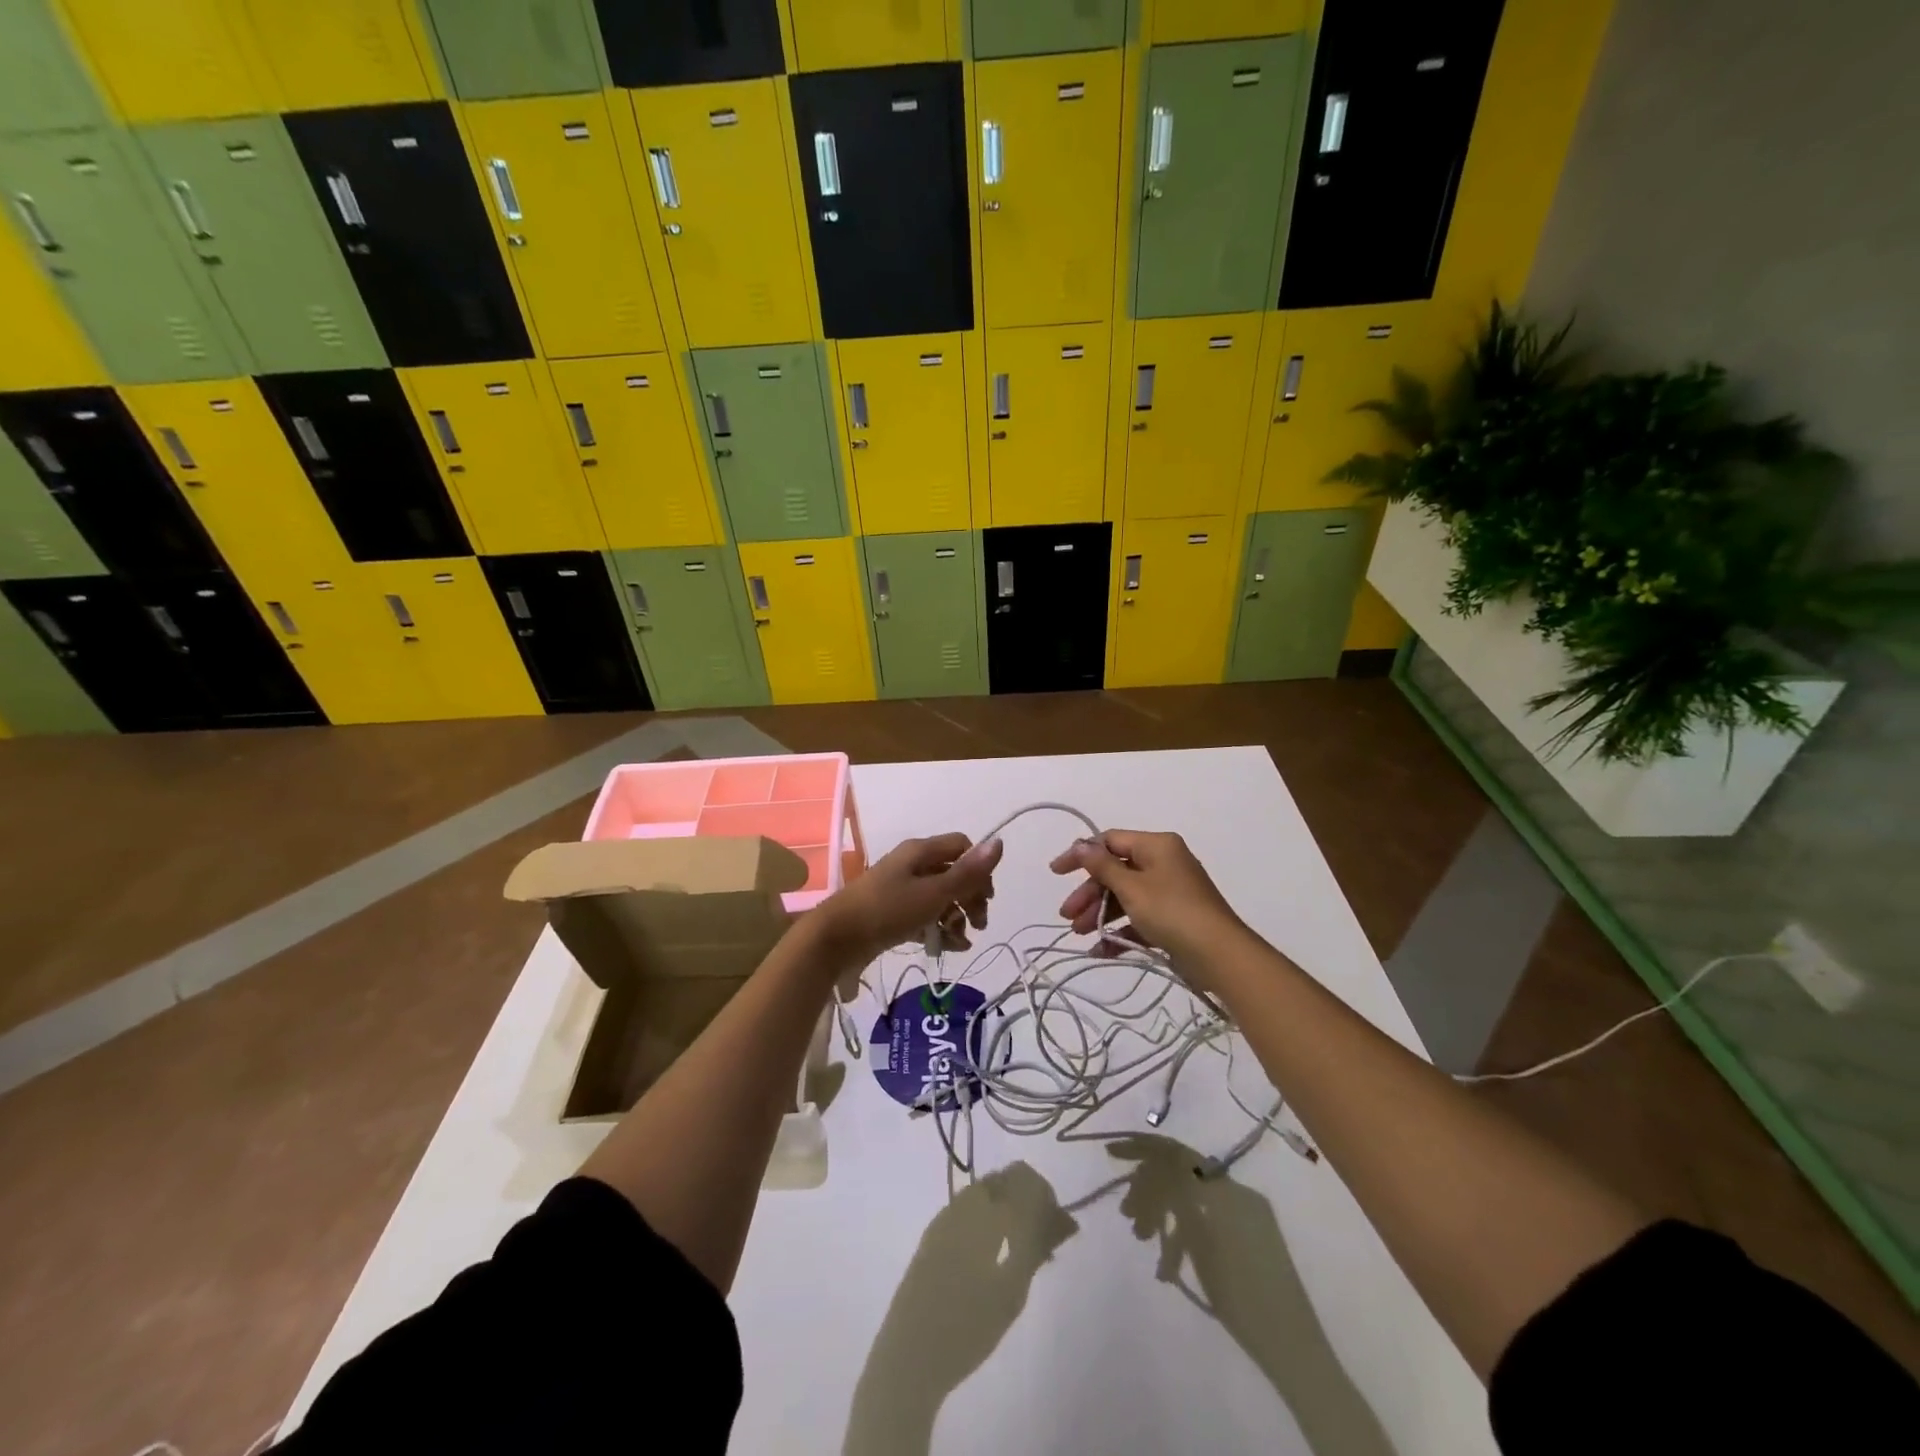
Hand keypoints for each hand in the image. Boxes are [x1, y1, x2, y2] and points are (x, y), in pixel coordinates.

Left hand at [810, 832, 1002, 966]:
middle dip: (970, 898)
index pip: (962, 847)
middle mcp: (911, 865)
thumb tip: (999, 843)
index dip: (978, 869)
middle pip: (953, 873)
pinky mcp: (892, 913)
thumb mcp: (933, 893)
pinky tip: (945, 948)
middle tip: (979, 925)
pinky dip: (937, 928)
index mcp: (920, 851)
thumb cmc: (887, 910)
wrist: (835, 939)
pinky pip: (923, 915)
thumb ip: (967, 873)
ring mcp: (900, 889)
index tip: (986, 897)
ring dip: (956, 917)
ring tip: (960, 942)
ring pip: (940, 897)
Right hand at [1050, 829, 1247, 966]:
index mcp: (1157, 845)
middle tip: (1067, 916)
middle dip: (1090, 894)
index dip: (1081, 855)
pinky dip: (1121, 930)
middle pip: (1116, 871)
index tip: (1056, 873)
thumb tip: (1080, 844)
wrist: (1220, 955)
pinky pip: (1139, 917)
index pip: (1110, 841)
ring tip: (1080, 934)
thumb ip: (1102, 866)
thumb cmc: (1172, 911)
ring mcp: (1170, 891)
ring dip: (1101, 913)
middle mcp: (1164, 862)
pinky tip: (1101, 950)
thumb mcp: (1131, 887)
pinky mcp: (1174, 918)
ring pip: (1125, 896)